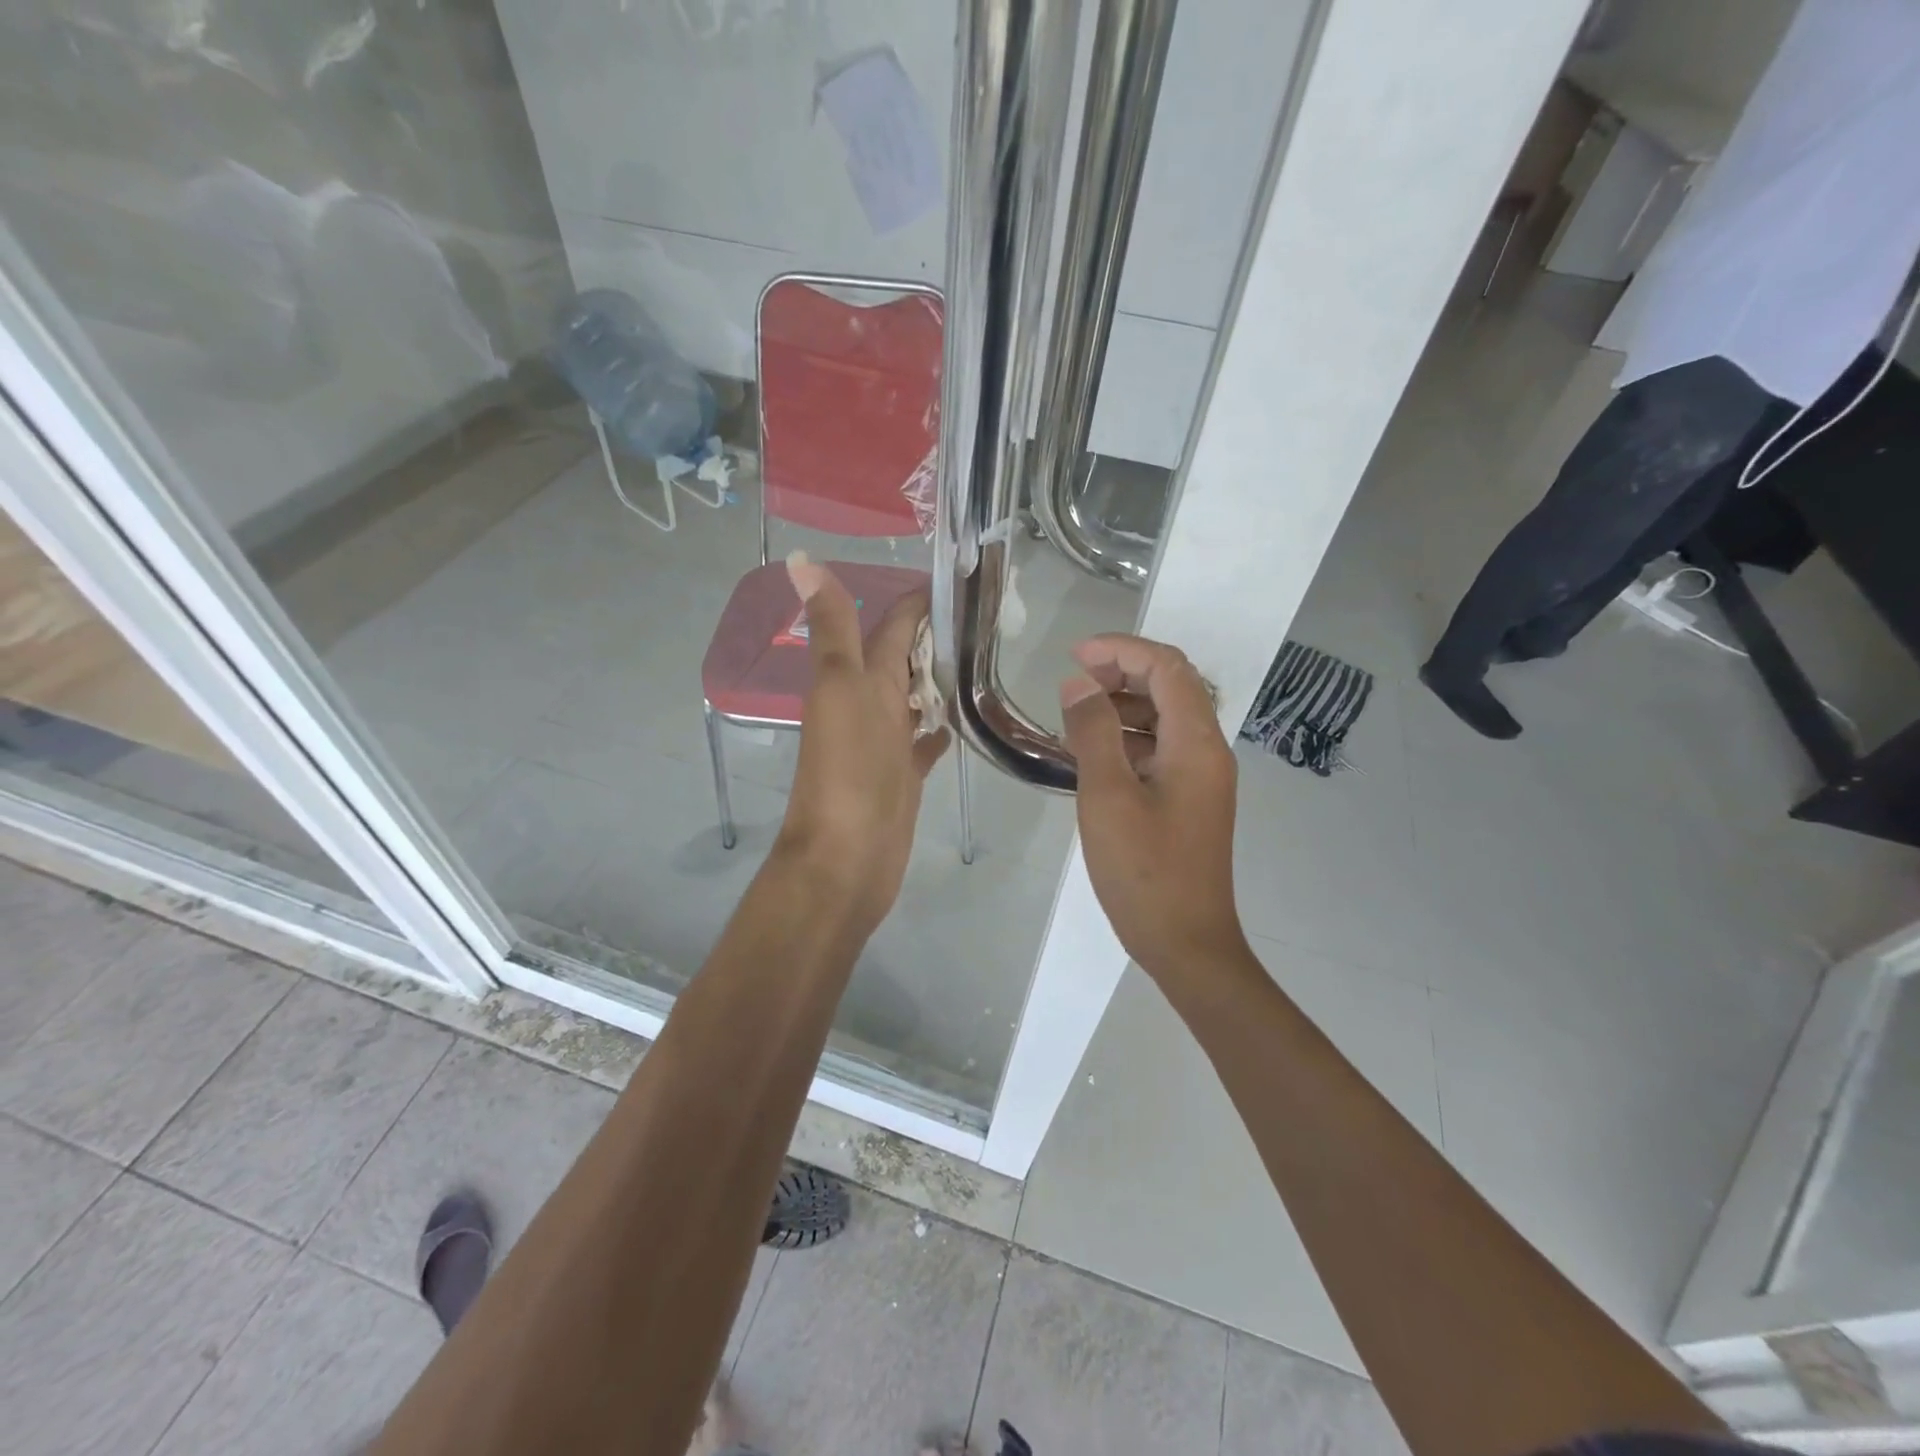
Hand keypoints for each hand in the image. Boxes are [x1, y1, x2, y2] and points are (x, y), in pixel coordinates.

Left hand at [778, 555, 949, 934]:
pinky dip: (939, 728)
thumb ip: (833, 627)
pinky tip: (963, 720)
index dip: (920, 598)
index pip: (893, 624)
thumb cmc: (848, 769)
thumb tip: (802, 559)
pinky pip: (924, 742)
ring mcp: (887, 741)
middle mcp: (871, 702)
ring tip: (984, 658)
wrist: (846, 857)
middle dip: (937, 635)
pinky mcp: (903, 775)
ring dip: (939, 678)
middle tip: (990, 614)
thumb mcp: (842, 687)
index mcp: (860, 677)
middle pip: (905, 658)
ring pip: (915, 697)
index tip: (966, 574)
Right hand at [1060, 634, 1248, 980]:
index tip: (1075, 656)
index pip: (1167, 668)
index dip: (1122, 650)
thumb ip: (1093, 732)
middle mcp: (1207, 751)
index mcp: (1196, 743)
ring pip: (1164, 720)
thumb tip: (1080, 684)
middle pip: (1171, 688)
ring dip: (1122, 707)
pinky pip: (1160, 751)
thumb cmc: (1145, 871)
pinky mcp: (1189, 802)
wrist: (1187, 943)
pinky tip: (1091, 756)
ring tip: (1074, 720)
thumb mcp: (1108, 796)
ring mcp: (1201, 778)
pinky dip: (1127, 741)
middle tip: (1073, 684)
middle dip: (1122, 673)